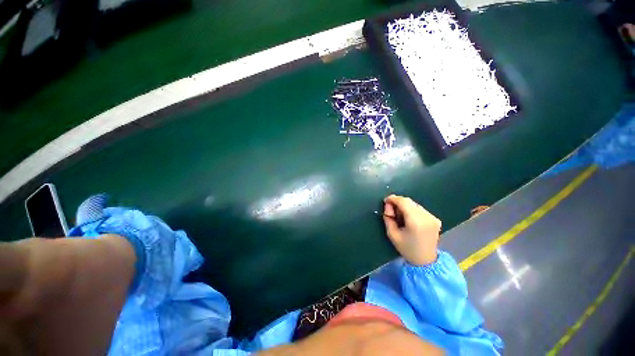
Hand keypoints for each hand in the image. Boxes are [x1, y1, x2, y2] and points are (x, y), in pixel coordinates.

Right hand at [383, 195, 441, 265]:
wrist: (426, 261)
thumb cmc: (407, 249)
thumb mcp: (392, 234)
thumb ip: (388, 218)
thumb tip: (388, 206)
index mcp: (416, 221)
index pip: (403, 202)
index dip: (393, 198)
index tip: (385, 201)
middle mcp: (426, 217)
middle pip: (409, 201)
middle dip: (398, 203)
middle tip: (391, 211)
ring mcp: (433, 217)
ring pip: (414, 204)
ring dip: (405, 206)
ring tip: (400, 216)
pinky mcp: (435, 219)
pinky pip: (420, 209)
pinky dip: (412, 210)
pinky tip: (409, 219)